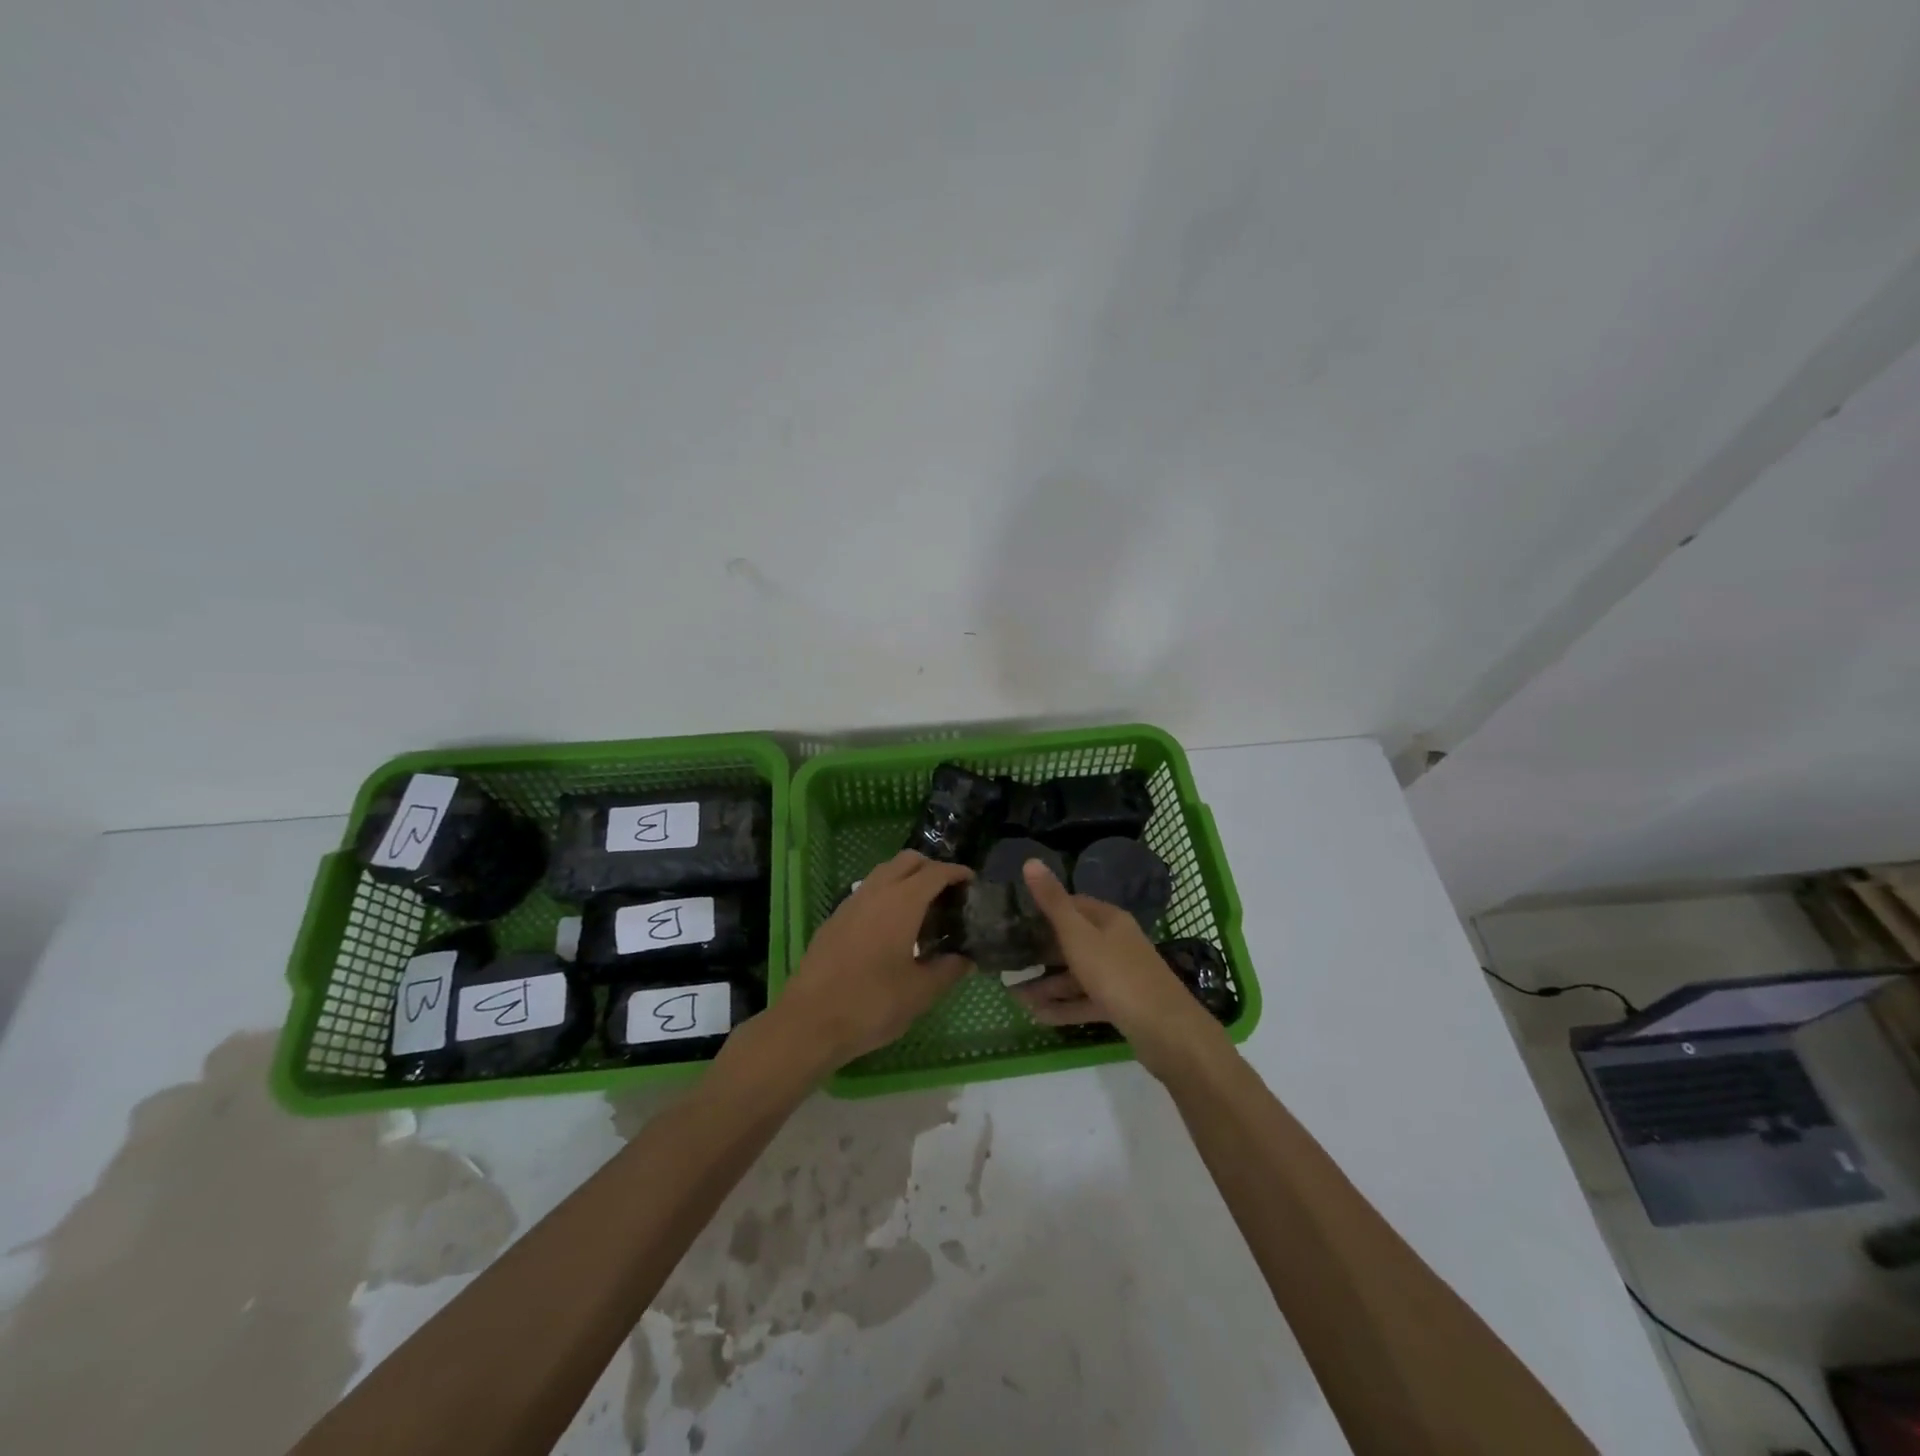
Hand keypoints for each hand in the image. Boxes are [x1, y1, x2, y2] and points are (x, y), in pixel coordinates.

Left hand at [770, 851, 973, 1072]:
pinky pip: (867, 892)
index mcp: (902, 901)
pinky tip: (891, 928)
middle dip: (931, 868)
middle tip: (948, 893)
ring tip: (922, 910)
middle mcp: (876, 891)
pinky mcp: (835, 919)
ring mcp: (851, 903)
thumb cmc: (872, 1003)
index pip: (936, 872)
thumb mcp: (920, 992)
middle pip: (908, 861)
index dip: (957, 873)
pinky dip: (886, 895)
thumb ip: (948, 970)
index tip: (972, 882)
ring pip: (884, 872)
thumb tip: (966, 959)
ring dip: (906, 879)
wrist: (809, 1021)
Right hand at [1012, 859, 1227, 1079]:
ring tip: (1014, 995)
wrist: (1166, 1031)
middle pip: (1073, 942)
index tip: (1016, 918)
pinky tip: (1037, 1015)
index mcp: (1109, 920)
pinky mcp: (1121, 1006)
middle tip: (1009, 960)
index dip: (1045, 909)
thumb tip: (1030, 861)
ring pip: (1077, 975)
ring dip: (1048, 984)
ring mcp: (1120, 976)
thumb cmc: (1117, 974)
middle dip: (1041, 952)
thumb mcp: (1078, 935)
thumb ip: (1053, 902)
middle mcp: (1116, 943)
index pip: (1073, 905)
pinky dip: (1063, 1007)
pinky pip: (1085, 1002)